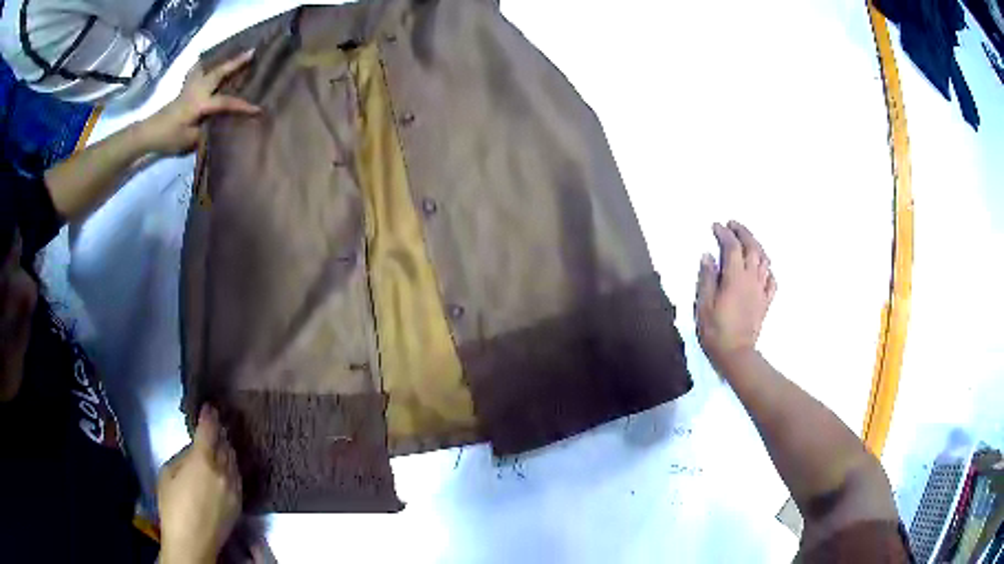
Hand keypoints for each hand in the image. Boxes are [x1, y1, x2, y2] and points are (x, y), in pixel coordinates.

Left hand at [141, 50, 260, 155]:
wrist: (147, 134)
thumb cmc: (168, 138)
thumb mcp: (189, 140)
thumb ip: (205, 130)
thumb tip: (217, 123)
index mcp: (199, 104)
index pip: (225, 103)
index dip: (242, 106)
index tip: (258, 109)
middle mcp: (197, 91)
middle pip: (218, 73)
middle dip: (235, 63)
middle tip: (251, 52)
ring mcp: (189, 88)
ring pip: (207, 68)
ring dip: (220, 59)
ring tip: (231, 51)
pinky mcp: (184, 90)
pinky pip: (195, 72)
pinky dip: (201, 65)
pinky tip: (203, 63)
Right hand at [158, 405, 241, 563]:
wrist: (193, 543)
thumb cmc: (173, 507)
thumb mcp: (168, 473)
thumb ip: (183, 457)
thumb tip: (193, 451)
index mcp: (203, 461)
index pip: (209, 431)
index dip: (209, 416)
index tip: (209, 407)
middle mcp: (223, 472)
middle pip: (224, 444)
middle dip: (219, 432)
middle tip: (214, 424)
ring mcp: (234, 489)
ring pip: (233, 460)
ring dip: (227, 448)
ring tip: (220, 442)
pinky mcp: (239, 503)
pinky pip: (237, 476)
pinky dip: (231, 466)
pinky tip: (225, 465)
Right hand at [695, 221, 776, 372]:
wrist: (736, 354)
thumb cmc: (715, 331)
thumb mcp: (704, 305)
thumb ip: (707, 278)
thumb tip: (708, 256)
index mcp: (735, 278)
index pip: (731, 247)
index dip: (724, 233)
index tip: (715, 226)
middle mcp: (751, 279)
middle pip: (752, 247)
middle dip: (743, 232)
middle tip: (733, 224)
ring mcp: (761, 290)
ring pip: (764, 260)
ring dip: (756, 245)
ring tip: (747, 240)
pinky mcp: (766, 301)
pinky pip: (772, 279)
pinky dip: (767, 268)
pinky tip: (761, 268)